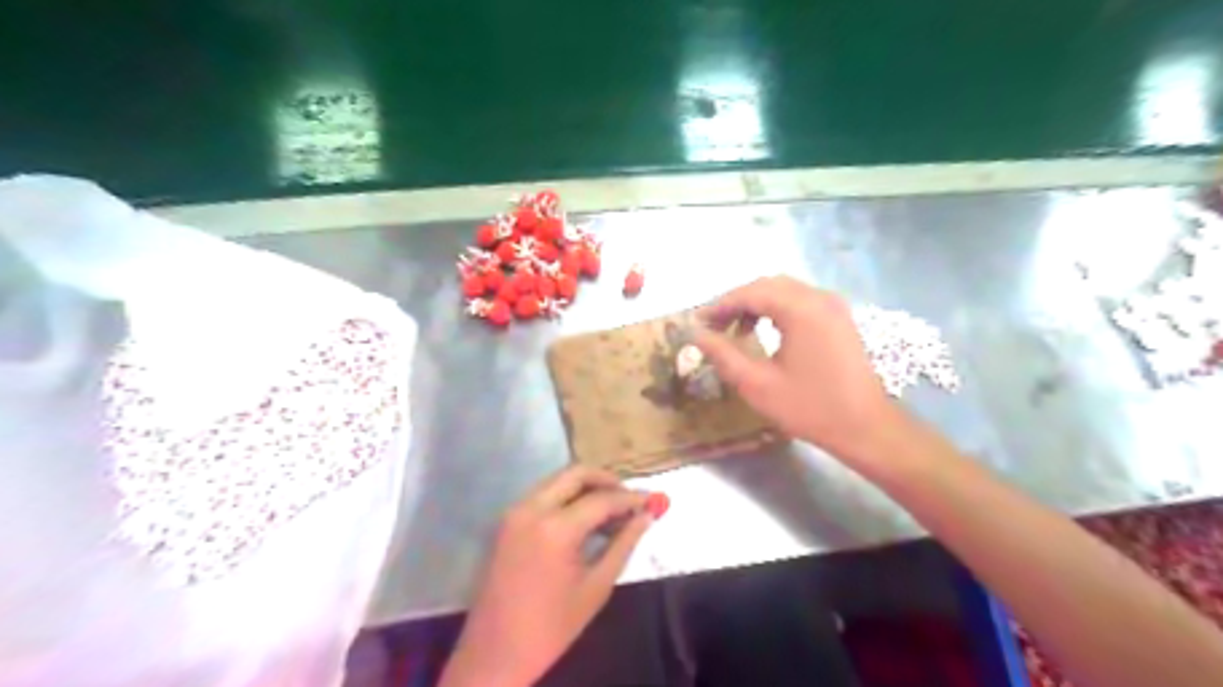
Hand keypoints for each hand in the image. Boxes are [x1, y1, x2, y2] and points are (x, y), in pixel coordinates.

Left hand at [437, 468, 653, 685]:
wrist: (494, 653)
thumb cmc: (551, 628)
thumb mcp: (595, 587)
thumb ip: (623, 545)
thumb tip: (647, 516)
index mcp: (555, 528)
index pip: (602, 499)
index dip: (630, 498)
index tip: (652, 501)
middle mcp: (531, 509)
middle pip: (575, 473)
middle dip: (607, 480)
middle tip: (629, 499)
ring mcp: (514, 512)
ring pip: (557, 480)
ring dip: (585, 487)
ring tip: (610, 511)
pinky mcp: (507, 521)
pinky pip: (542, 495)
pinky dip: (566, 497)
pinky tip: (584, 519)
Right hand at [698, 277, 895, 464]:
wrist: (865, 427)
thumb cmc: (810, 407)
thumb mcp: (758, 385)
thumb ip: (724, 356)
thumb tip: (697, 336)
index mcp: (801, 310)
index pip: (751, 293)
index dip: (720, 305)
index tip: (698, 322)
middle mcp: (819, 298)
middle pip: (768, 286)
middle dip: (737, 302)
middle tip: (714, 326)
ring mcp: (833, 306)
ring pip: (784, 291)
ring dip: (756, 304)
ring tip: (736, 330)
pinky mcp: (839, 318)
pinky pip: (800, 301)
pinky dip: (777, 309)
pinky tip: (765, 332)